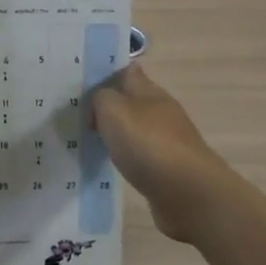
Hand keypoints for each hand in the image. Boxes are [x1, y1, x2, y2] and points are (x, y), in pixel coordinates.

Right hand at [91, 64, 234, 241]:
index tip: (83, 82)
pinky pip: (140, 155)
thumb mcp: (114, 110)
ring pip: (136, 128)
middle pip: (132, 101)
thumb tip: (101, 102)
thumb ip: (102, 98)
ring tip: (89, 140)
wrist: (187, 192)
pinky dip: (126, 156)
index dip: (108, 73)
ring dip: (117, 132)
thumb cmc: (148, 144)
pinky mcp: (168, 168)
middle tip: (78, 114)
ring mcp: (167, 140)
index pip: (128, 72)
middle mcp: (161, 111)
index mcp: (150, 91)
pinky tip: (111, 164)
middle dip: (109, 105)